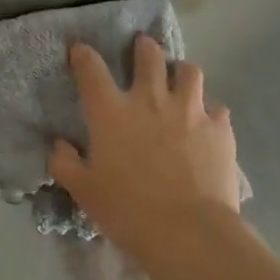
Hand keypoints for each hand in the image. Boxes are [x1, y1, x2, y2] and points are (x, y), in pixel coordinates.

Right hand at [48, 35, 246, 255]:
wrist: (188, 232)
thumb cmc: (127, 210)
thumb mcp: (83, 190)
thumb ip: (65, 163)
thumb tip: (60, 144)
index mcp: (111, 111)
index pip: (91, 69)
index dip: (83, 54)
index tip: (79, 49)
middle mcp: (150, 100)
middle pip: (149, 56)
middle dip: (144, 47)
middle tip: (142, 47)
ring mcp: (190, 110)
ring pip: (189, 71)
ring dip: (181, 71)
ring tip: (179, 80)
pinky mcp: (220, 128)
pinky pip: (216, 107)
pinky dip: (208, 111)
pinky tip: (205, 123)